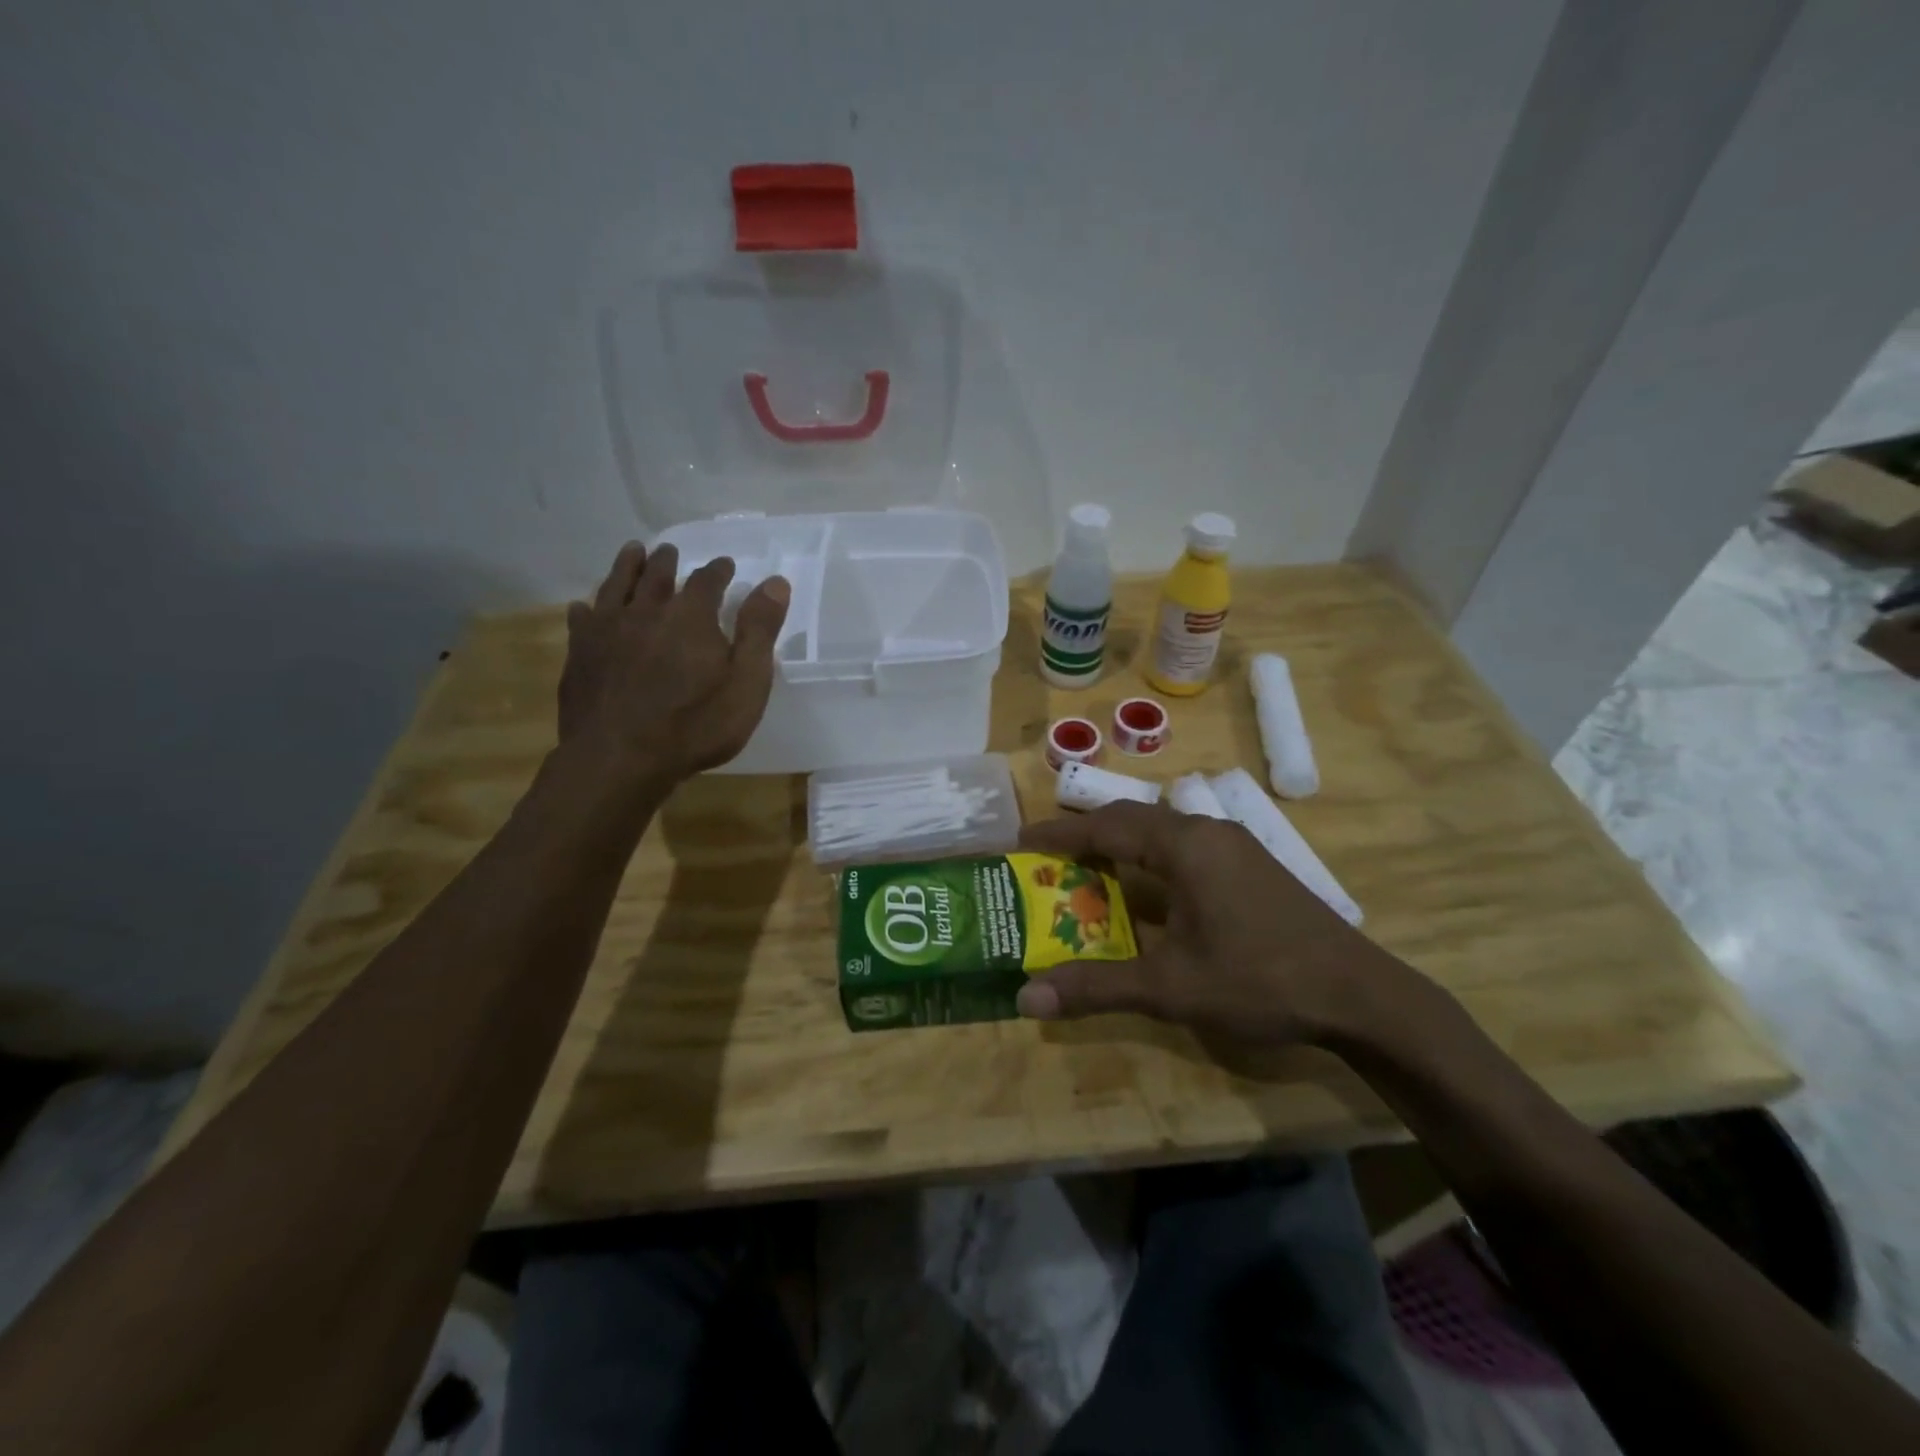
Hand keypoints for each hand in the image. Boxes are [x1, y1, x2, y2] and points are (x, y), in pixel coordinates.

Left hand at [558, 541, 789, 786]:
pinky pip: (582, 620)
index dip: (718, 571)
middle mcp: (646, 612)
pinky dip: (587, 608)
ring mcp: (607, 631)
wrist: (621, 758)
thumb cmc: (696, 725)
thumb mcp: (746, 683)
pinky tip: (585, 607)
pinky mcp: (580, 654)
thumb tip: (775, 582)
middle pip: (656, 575)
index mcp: (690, 616)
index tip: (725, 565)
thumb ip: (759, 631)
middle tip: (669, 551)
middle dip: (666, 561)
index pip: (707, 581)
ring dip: (626, 566)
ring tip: (632, 552)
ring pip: (616, 586)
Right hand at [1015, 801, 1403, 1045]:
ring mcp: (1235, 847)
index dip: (1061, 834)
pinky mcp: (1251, 866)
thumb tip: (1026, 998)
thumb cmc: (1259, 980)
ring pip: (1162, 834)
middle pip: (1132, 822)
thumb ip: (1096, 987)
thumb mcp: (1169, 988)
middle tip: (1048, 859)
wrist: (1360, 996)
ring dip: (1122, 848)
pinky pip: (1185, 849)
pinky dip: (1151, 862)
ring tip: (1086, 872)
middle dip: (1087, 836)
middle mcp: (1208, 832)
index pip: (1107, 826)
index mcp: (1185, 846)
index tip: (1022, 842)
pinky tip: (1145, 894)